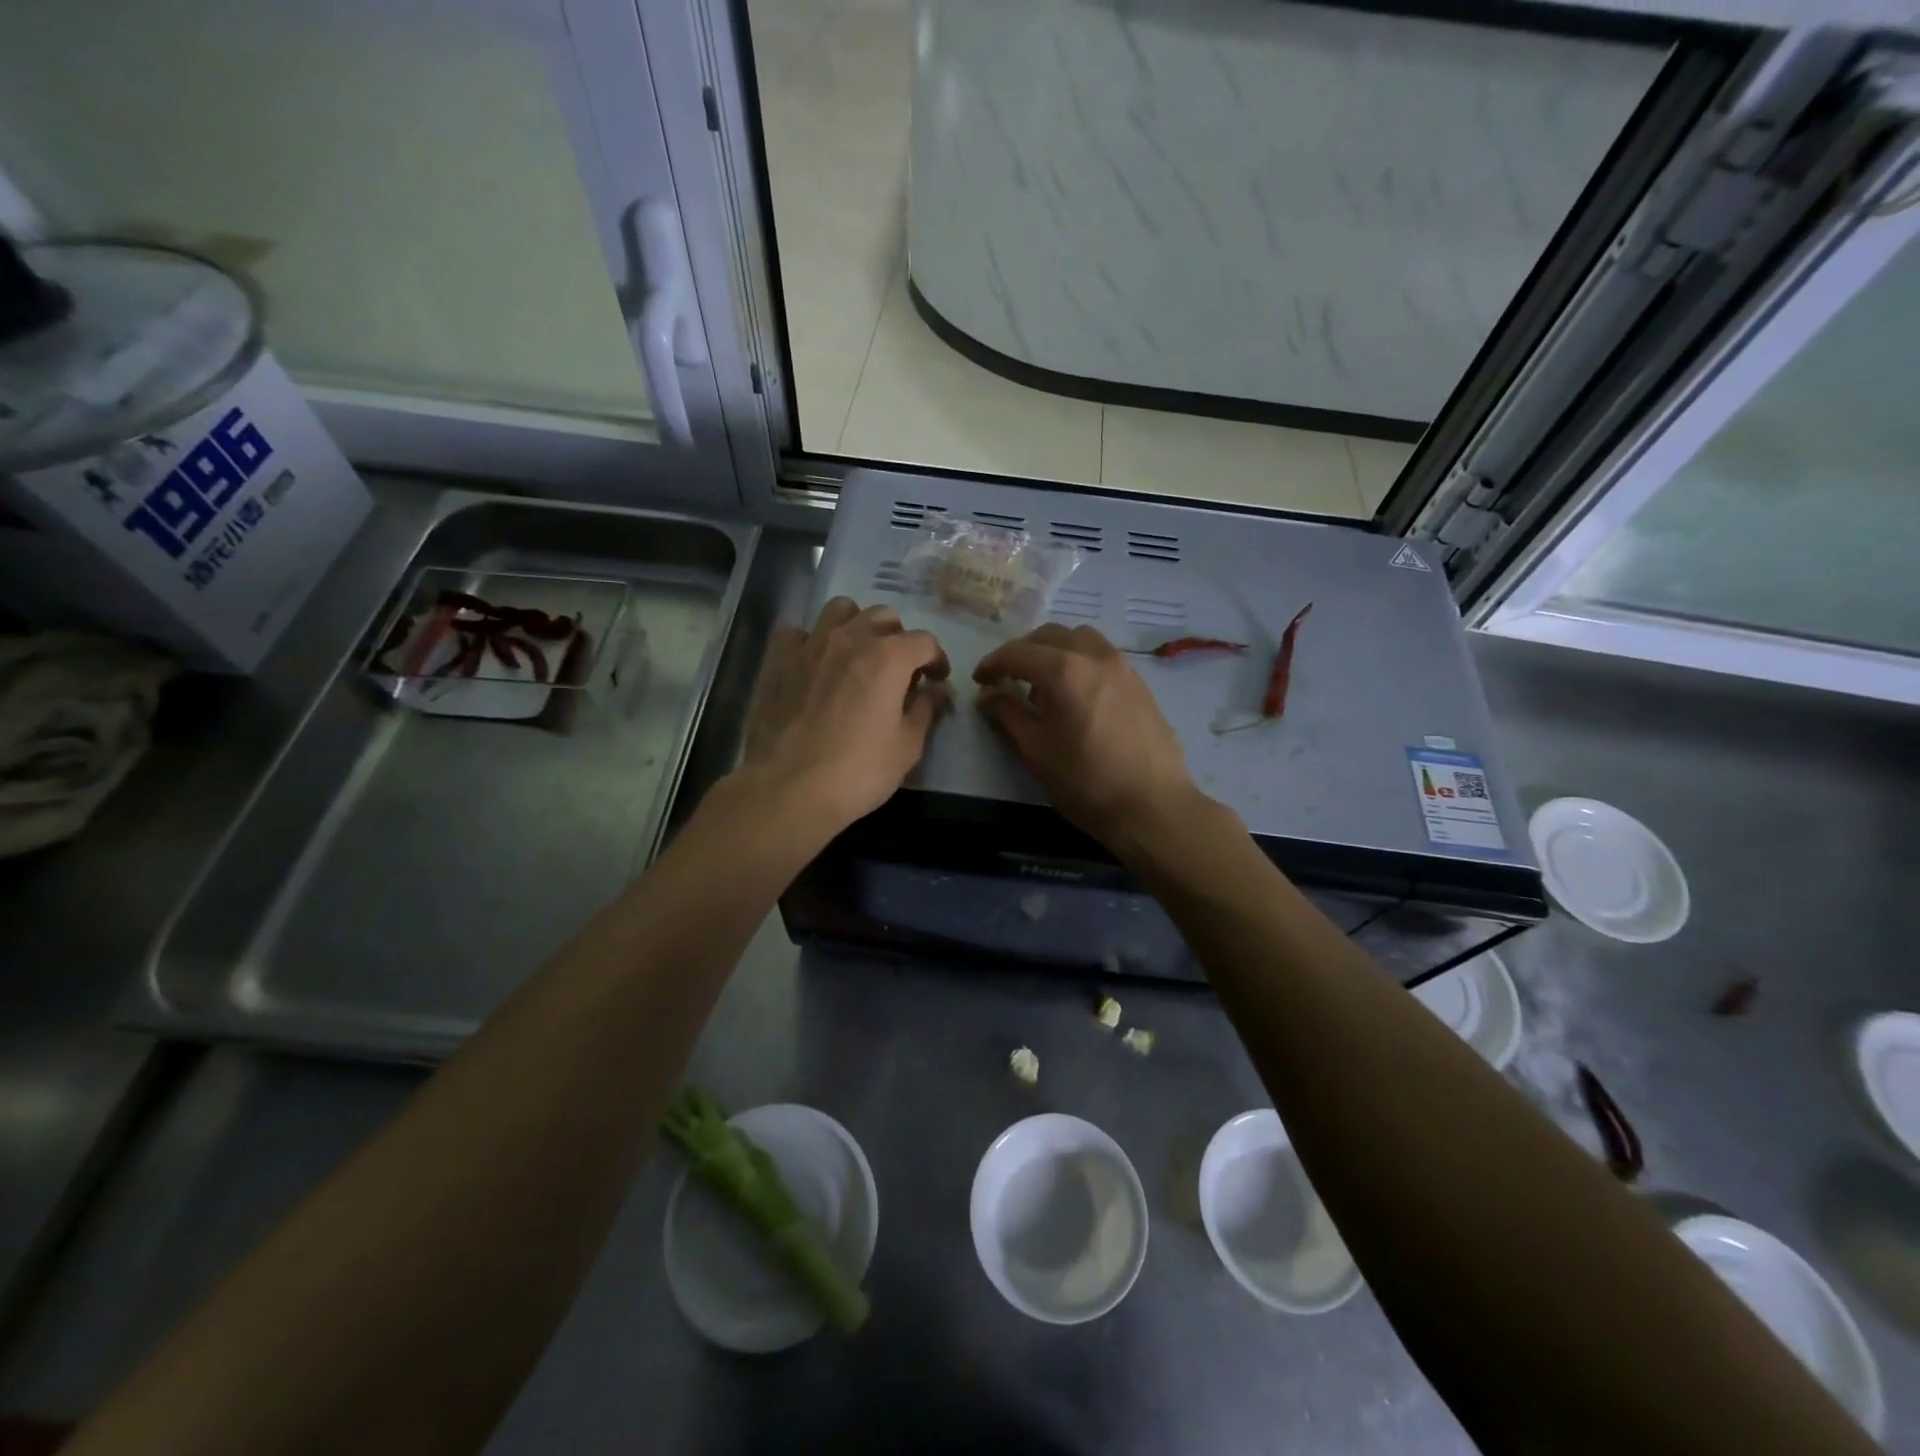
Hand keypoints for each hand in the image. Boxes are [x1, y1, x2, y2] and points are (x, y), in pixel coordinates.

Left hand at [742, 597, 949, 833]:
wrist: (789, 788)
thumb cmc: (858, 772)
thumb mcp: (907, 747)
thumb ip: (925, 710)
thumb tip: (935, 691)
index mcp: (889, 657)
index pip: (925, 641)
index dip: (937, 660)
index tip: (936, 680)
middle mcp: (851, 638)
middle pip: (884, 617)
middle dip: (898, 638)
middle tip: (898, 669)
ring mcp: (810, 644)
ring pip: (840, 610)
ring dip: (856, 625)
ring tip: (857, 653)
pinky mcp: (778, 659)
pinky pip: (796, 630)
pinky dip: (810, 639)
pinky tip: (813, 660)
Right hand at [973, 623, 1203, 849]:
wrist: (1153, 806)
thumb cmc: (1086, 782)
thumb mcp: (1036, 751)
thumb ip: (1008, 715)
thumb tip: (988, 696)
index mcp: (1065, 670)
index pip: (1018, 652)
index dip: (993, 663)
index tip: (979, 681)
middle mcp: (1095, 656)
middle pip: (1051, 635)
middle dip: (1024, 652)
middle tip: (1008, 678)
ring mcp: (1123, 667)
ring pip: (1081, 639)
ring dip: (1055, 651)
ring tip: (1045, 684)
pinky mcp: (1140, 684)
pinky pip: (1102, 656)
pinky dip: (1080, 662)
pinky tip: (1076, 696)